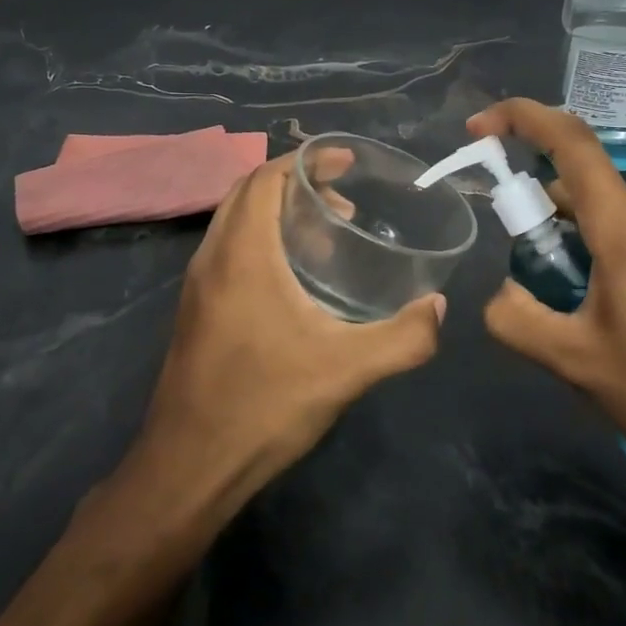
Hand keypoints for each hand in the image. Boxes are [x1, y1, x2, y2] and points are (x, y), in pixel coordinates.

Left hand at [134, 153, 445, 513]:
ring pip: (235, 221)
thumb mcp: (346, 370)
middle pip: (249, 192)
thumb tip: (437, 308)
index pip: (266, 177)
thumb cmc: (264, 404)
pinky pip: (227, 250)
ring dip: (276, 213)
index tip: (346, 163)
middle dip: (296, 183)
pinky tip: (294, 281)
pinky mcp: (194, 310)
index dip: (307, 160)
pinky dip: (260, 240)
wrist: (189, 465)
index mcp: (243, 253)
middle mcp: (212, 256)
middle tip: (344, 202)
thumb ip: (403, 338)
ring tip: (326, 238)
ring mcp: (197, 284)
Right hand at [468, 99, 625, 471]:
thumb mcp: (574, 362)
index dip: (521, 118)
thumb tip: (503, 293)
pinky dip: (596, 257)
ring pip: (599, 216)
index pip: (571, 142)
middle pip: (577, 188)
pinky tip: (605, 318)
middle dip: (536, 219)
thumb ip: (517, 319)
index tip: (478, 128)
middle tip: (530, 283)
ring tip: (571, 315)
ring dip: (568, 246)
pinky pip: (625, 235)